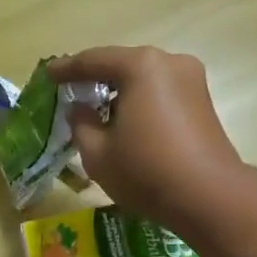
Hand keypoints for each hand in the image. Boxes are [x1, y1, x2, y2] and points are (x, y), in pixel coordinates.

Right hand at [47, 47, 243, 231]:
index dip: (66, 69)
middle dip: (96, 80)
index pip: (93, 60)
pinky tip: (126, 123)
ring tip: (98, 113)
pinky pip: (162, 95)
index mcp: (140, 66)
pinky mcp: (203, 103)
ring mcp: (192, 81)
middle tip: (72, 93)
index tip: (48, 75)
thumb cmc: (145, 171)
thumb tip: (80, 110)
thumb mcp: (98, 153)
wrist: (208, 196)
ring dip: (120, 93)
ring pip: (144, 80)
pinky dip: (141, 103)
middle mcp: (170, 63)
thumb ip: (81, 124)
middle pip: (123, 66)